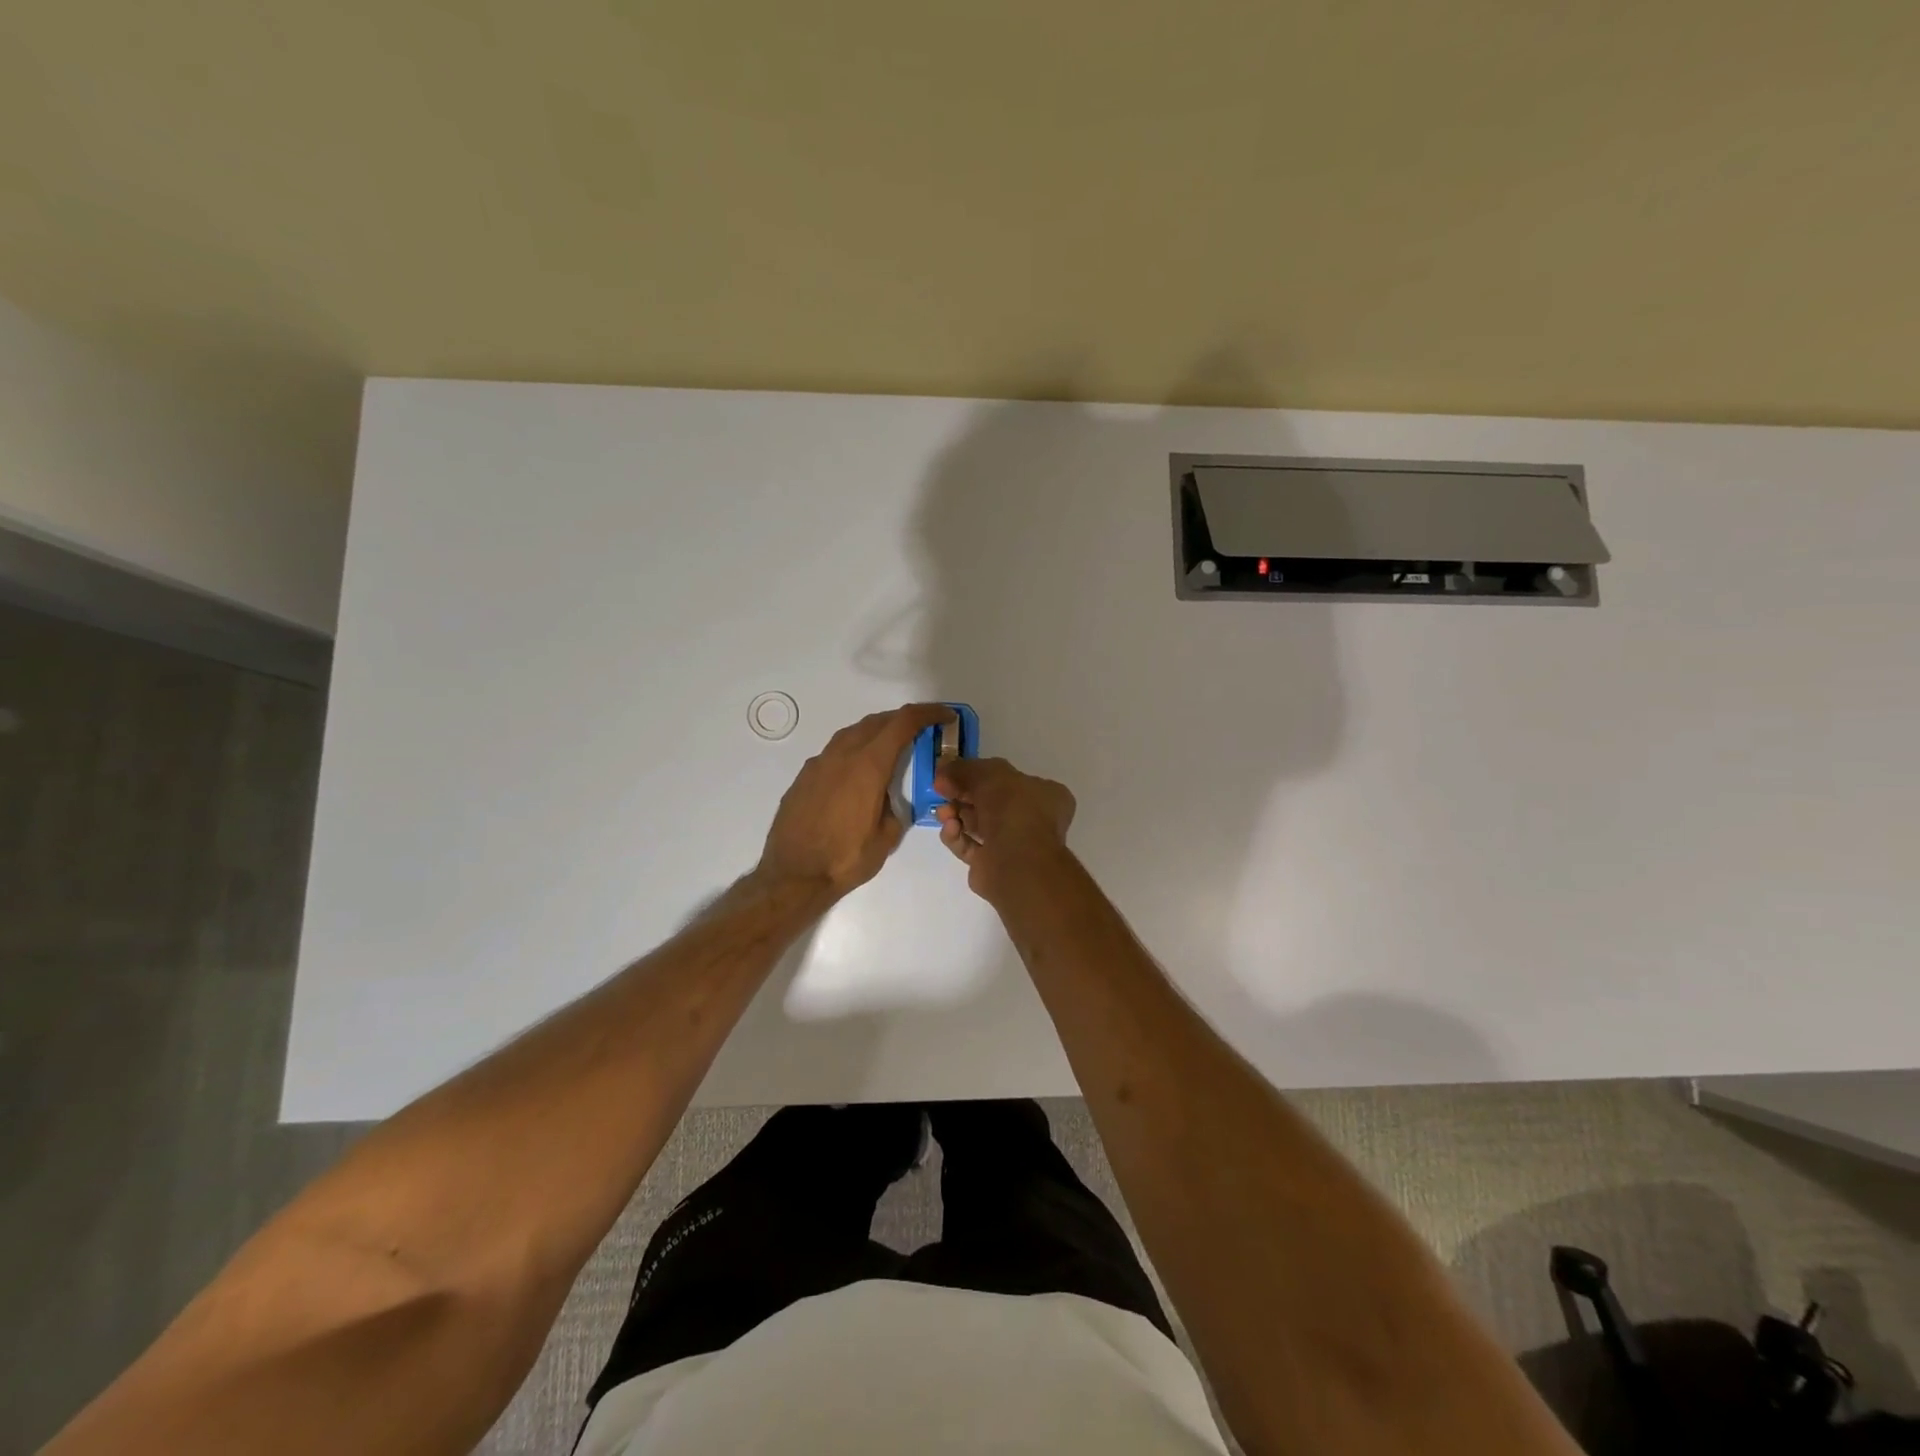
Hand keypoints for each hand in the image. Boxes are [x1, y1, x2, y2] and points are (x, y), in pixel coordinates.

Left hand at [756, 703, 953, 900]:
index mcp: (868, 765)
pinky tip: (858, 773)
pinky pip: (834, 752)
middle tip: (922, 731)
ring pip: (852, 733)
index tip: (945, 715)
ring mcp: (819, 764)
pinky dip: (854, 750)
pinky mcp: (804, 777)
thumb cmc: (845, 859)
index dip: (927, 713)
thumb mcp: (887, 837)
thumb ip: (895, 809)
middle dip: (903, 720)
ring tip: (891, 748)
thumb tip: (890, 800)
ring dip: (876, 732)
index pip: (903, 723)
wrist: (793, 875)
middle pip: (877, 721)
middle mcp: (842, 755)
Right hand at [933, 757, 1076, 901]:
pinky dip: (957, 836)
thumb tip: (942, 769)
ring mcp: (1014, 845)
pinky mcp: (994, 866)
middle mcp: (1032, 819)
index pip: (1010, 779)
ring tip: (943, 813)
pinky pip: (970, 847)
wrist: (1017, 863)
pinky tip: (949, 829)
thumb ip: (964, 769)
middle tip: (941, 790)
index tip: (953, 773)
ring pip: (978, 825)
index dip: (979, 774)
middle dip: (962, 795)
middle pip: (989, 802)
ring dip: (956, 815)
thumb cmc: (1012, 809)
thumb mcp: (988, 774)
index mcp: (1044, 794)